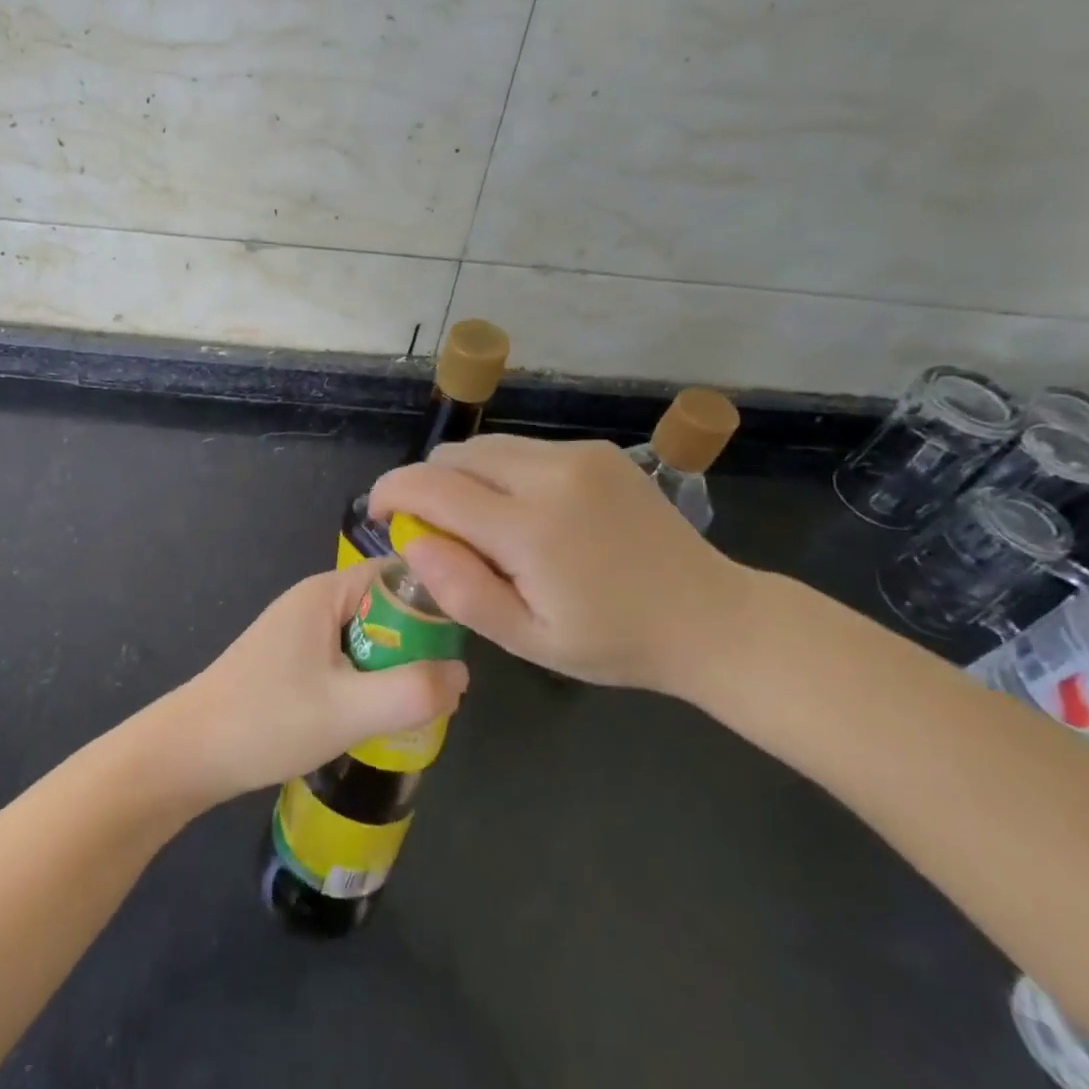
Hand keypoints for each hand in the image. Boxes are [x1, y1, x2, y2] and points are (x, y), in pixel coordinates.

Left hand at [165, 562, 469, 800]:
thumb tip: (463, 674)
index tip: (465, 638)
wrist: (189, 754)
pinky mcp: (292, 660)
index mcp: (325, 592)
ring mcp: (300, 630)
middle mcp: (313, 600)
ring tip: (416, 706)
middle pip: (384, 606)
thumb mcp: (349, 709)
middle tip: (442, 686)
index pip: (397, 574)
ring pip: (367, 637)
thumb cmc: (267, 721)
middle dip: (417, 642)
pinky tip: (375, 716)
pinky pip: (347, 657)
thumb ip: (412, 691)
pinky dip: (368, 680)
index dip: (435, 599)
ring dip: (393, 666)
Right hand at [370, 435, 758, 694]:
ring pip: (486, 446)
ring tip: (486, 525)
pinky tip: (528, 512)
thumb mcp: (530, 639)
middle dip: (428, 486)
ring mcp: (577, 455)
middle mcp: (550, 474)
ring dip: (465, 477)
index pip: (431, 485)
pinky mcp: (595, 449)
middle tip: (441, 533)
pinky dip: (502, 472)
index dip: (391, 491)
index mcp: (530, 528)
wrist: (710, 616)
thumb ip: (462, 592)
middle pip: (454, 456)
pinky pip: (522, 448)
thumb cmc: (614, 641)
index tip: (378, 512)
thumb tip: (412, 540)